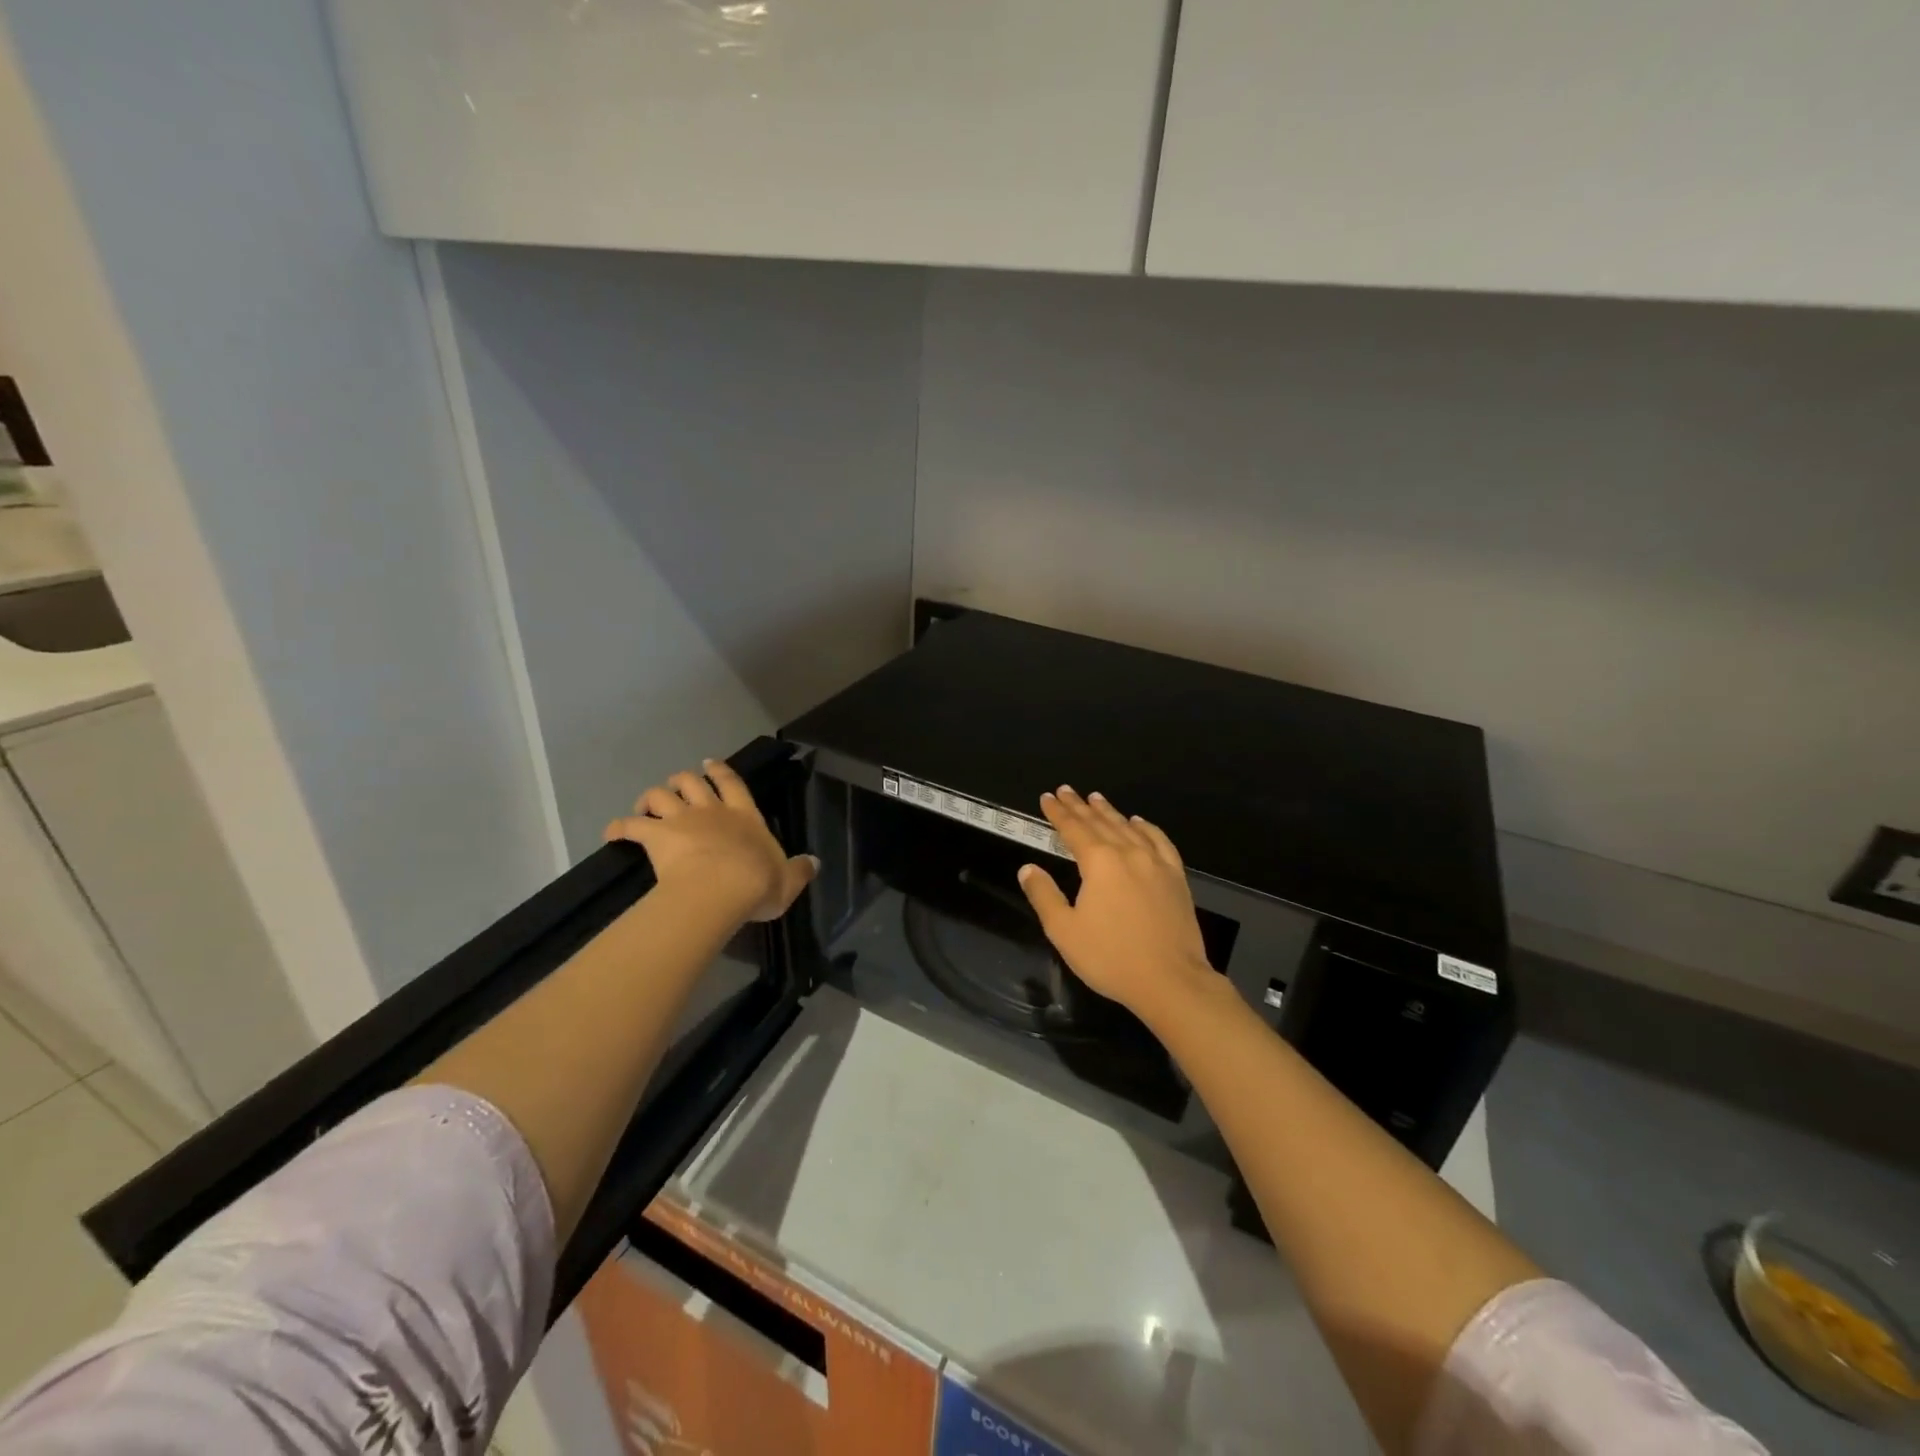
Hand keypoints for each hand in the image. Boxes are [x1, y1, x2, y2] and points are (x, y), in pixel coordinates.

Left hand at [605, 759, 817, 921]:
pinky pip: (630, 826)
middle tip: (676, 788)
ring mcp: (682, 821)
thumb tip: (814, 862)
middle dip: (682, 781)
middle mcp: (712, 811)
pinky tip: (612, 833)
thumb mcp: (788, 881)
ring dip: (650, 798)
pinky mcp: (657, 837)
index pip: (732, 784)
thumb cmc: (758, 883)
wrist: (722, 888)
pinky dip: (619, 827)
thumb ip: (799, 870)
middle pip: (691, 782)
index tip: (709, 764)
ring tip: (646, 805)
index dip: (720, 771)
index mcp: (745, 816)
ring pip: (660, 796)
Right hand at [1017, 787, 1217, 1024]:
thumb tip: (1028, 868)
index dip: (1058, 813)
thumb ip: (1044, 895)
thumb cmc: (1111, 958)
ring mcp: (1156, 863)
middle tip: (1066, 790)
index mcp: (1099, 863)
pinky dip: (1146, 827)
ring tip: (1096, 798)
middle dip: (1080, 806)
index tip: (1046, 797)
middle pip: (1100, 822)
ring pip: (1128, 827)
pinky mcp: (1176, 877)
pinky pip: (1159, 841)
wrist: (1171, 981)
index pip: (1073, 829)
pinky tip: (1139, 823)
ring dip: (1109, 812)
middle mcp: (1128, 853)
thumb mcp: (1064, 931)